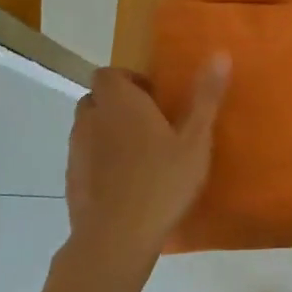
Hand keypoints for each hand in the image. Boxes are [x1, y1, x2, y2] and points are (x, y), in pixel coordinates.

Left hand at [65, 56, 229, 267]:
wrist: (117, 237)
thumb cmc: (162, 182)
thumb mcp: (195, 140)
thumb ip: (205, 98)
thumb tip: (220, 54)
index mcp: (120, 103)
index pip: (108, 73)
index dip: (129, 81)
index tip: (155, 99)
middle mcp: (92, 119)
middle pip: (98, 99)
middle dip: (120, 105)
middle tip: (152, 126)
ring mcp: (77, 150)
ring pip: (90, 128)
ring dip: (110, 132)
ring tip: (141, 156)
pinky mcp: (71, 178)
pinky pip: (86, 157)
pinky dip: (101, 160)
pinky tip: (126, 183)